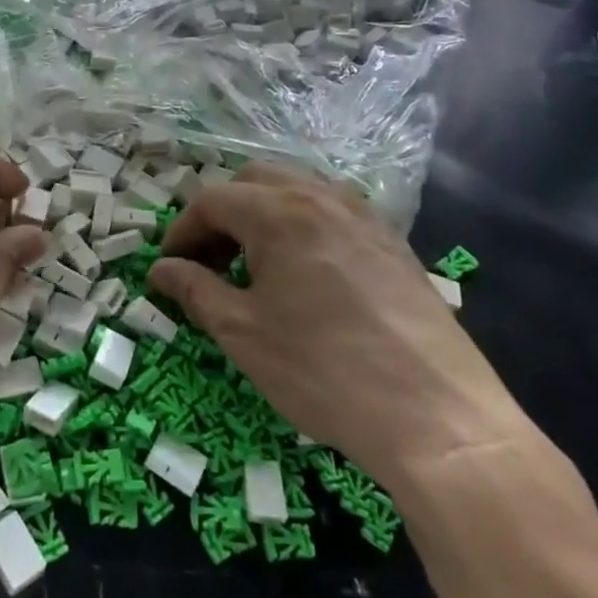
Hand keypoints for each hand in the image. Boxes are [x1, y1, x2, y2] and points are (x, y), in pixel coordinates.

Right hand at [148, 163, 527, 492]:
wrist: (436, 417)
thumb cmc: (322, 370)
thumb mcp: (242, 333)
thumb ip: (194, 290)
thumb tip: (160, 269)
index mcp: (277, 212)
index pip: (212, 200)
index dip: (182, 230)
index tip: (169, 267)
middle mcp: (320, 197)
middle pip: (254, 181)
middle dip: (222, 213)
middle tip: (210, 261)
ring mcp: (363, 216)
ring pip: (297, 190)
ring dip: (263, 214)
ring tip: (255, 265)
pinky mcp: (392, 242)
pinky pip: (333, 213)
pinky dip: (303, 226)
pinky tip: (306, 274)